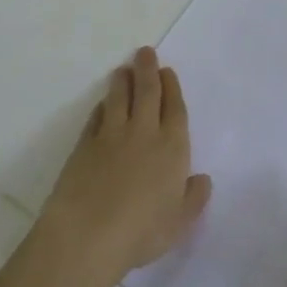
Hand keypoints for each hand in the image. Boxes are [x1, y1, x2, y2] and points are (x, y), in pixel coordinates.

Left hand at [39, 47, 211, 284]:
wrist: (88, 234)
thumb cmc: (141, 231)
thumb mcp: (179, 223)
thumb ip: (193, 199)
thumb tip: (202, 179)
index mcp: (172, 147)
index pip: (174, 108)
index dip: (172, 88)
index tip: (167, 71)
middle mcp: (144, 133)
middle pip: (147, 92)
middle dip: (147, 69)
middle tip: (144, 52)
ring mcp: (111, 135)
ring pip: (119, 98)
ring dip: (123, 81)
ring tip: (123, 70)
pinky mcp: (84, 144)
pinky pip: (97, 117)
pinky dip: (102, 106)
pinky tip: (103, 103)